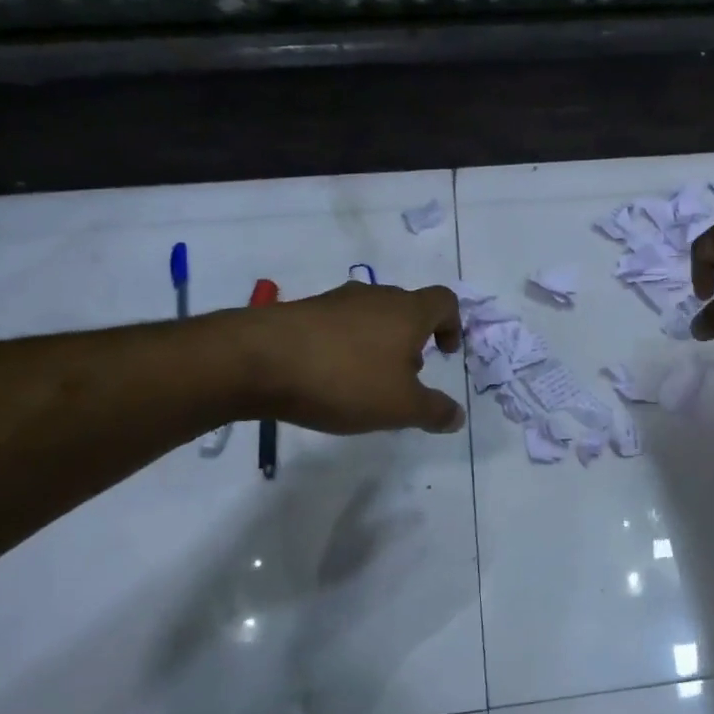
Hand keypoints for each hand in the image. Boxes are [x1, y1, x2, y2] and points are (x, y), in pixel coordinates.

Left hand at [244, 281, 464, 433]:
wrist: (257, 360)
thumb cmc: (344, 379)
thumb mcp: (399, 407)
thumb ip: (434, 411)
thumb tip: (457, 416)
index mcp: (407, 311)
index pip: (444, 301)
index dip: (452, 324)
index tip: (445, 353)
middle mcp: (375, 297)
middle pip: (407, 308)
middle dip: (413, 339)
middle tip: (406, 376)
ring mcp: (335, 301)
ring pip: (371, 317)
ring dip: (378, 344)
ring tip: (366, 382)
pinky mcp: (302, 312)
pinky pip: (338, 326)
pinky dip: (344, 347)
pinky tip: (329, 379)